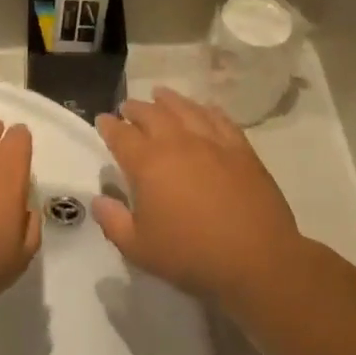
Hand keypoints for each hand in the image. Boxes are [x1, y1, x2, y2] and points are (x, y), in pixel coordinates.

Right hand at [93, 88, 300, 305]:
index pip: (121, 135)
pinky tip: (204, 109)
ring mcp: (212, 142)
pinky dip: (207, 110)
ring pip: (185, 109)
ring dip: (168, 100)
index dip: (108, 126)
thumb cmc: (191, 255)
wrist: (257, 260)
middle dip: (135, 108)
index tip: (102, 120)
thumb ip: (113, 221)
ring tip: (160, 95)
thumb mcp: (138, 249)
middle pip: (151, 114)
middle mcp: (177, 143)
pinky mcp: (241, 149)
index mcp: (147, 164)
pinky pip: (220, 119)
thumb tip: (98, 200)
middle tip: (127, 108)